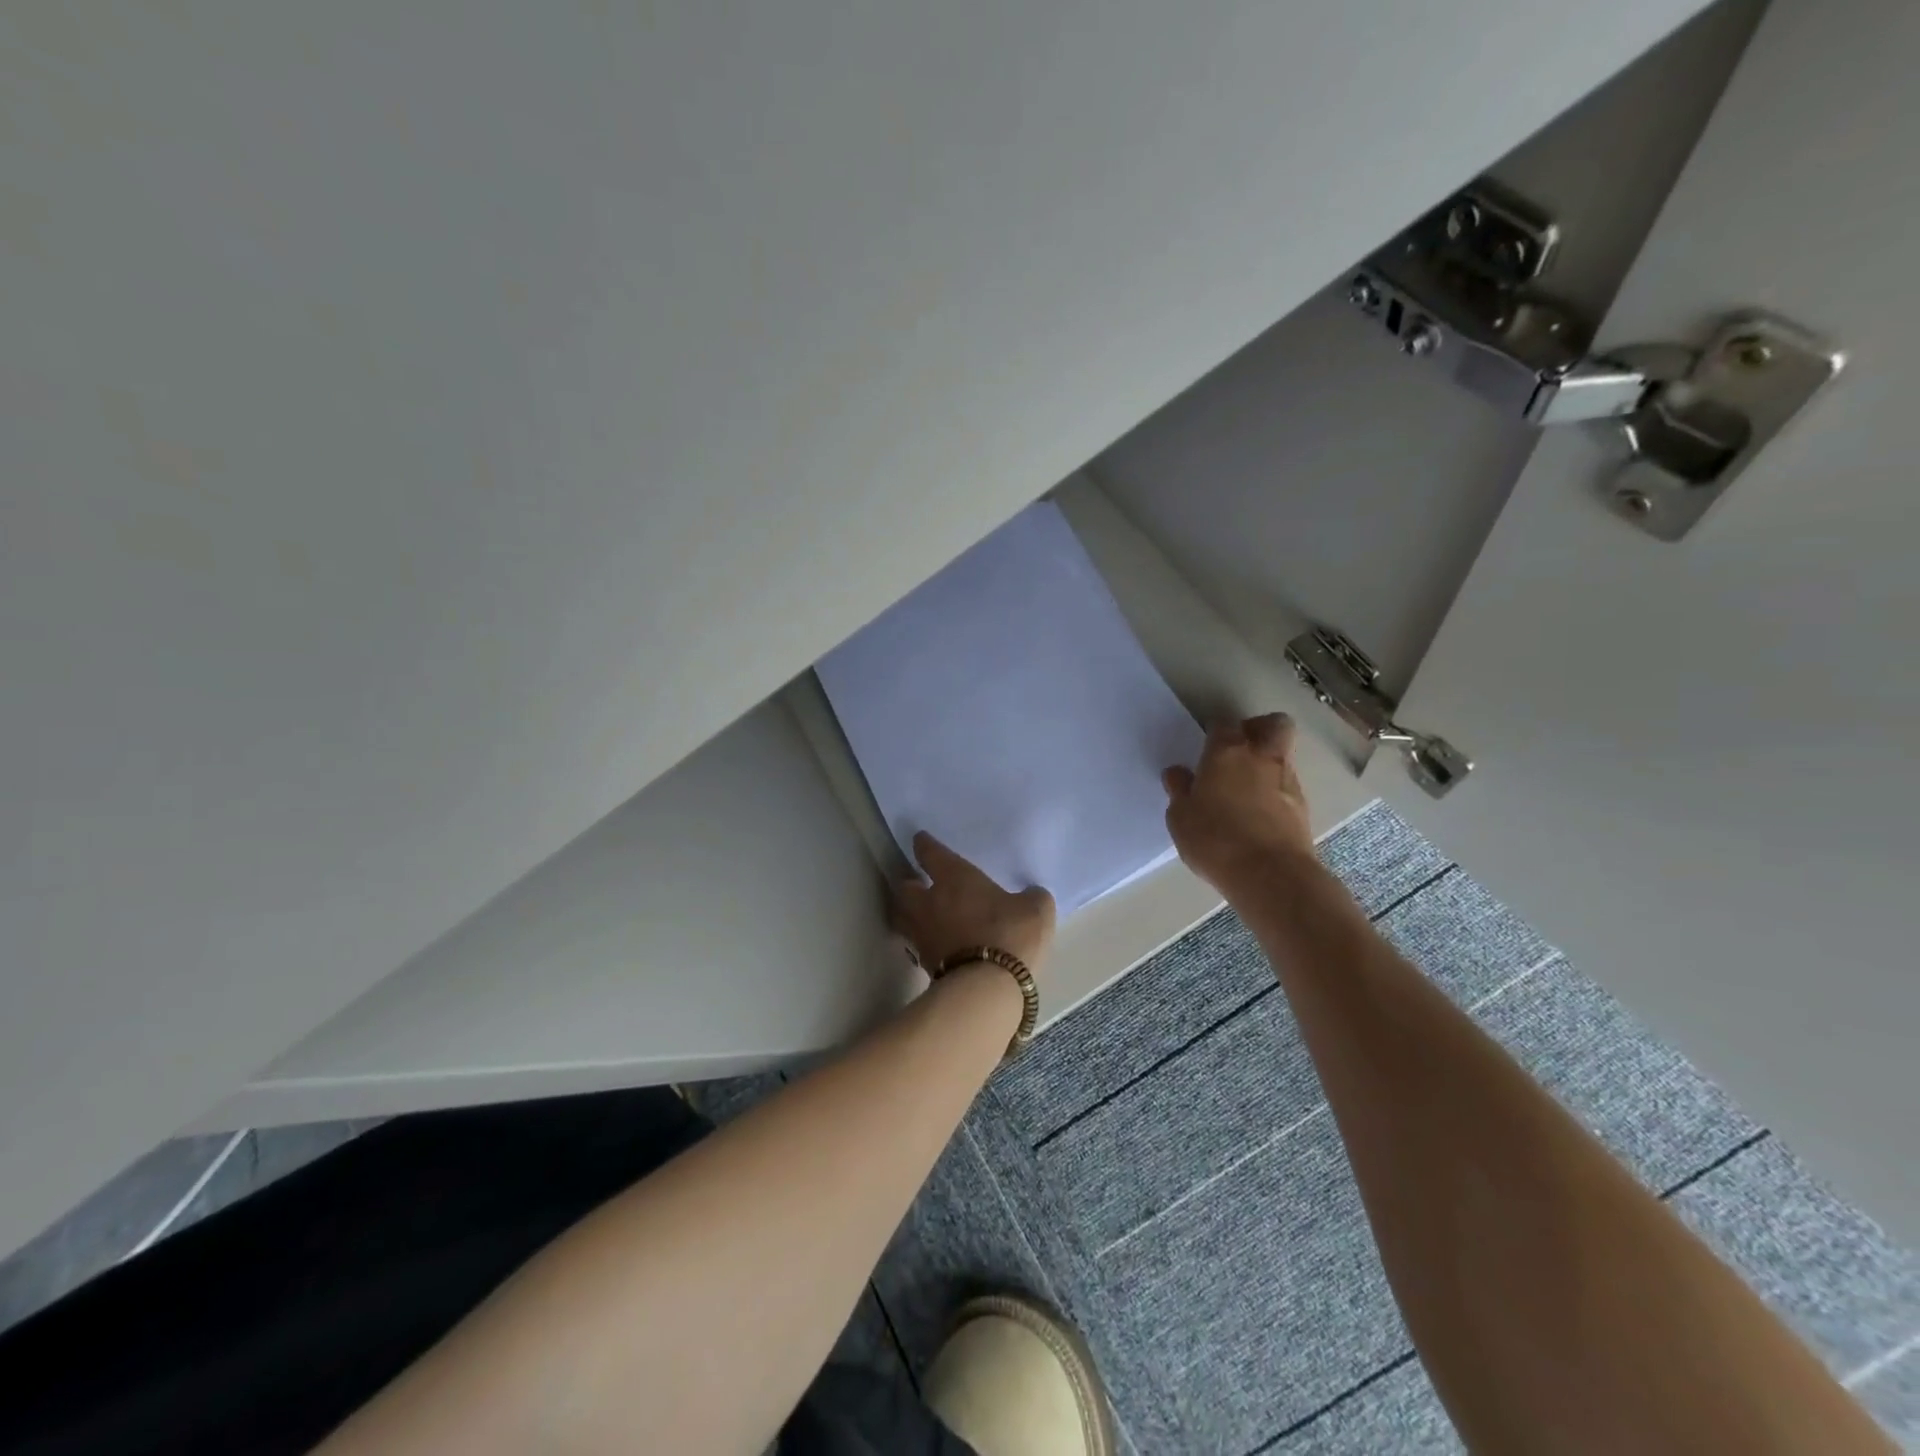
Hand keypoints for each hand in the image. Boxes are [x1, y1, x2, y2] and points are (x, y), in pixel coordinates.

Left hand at [892, 833, 1055, 973]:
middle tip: (917, 884)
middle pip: (904, 888)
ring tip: (920, 915)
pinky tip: (936, 944)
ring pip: (903, 917)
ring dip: (908, 913)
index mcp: (953, 878)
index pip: (931, 854)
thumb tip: (1029, 896)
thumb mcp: (1036, 909)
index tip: (920, 840)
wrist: (987, 988)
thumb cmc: (1010, 934)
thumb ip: (1031, 898)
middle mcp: (930, 903)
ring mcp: (923, 935)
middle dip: (909, 884)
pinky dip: (923, 942)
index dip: (925, 845)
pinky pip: (917, 945)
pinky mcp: (924, 965)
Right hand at [1162, 714, 1314, 892]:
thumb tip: (1178, 773)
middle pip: (1273, 724)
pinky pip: (1287, 786)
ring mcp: (1288, 781)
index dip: (1215, 730)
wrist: (1270, 874)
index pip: (1224, 724)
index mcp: (1226, 753)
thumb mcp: (1180, 818)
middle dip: (1259, 728)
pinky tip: (1258, 814)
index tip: (1206, 745)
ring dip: (1267, 763)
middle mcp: (1261, 758)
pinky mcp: (1303, 807)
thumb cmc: (1215, 840)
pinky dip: (1275, 792)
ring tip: (1246, 789)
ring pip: (1282, 755)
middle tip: (1240, 748)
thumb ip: (1179, 791)